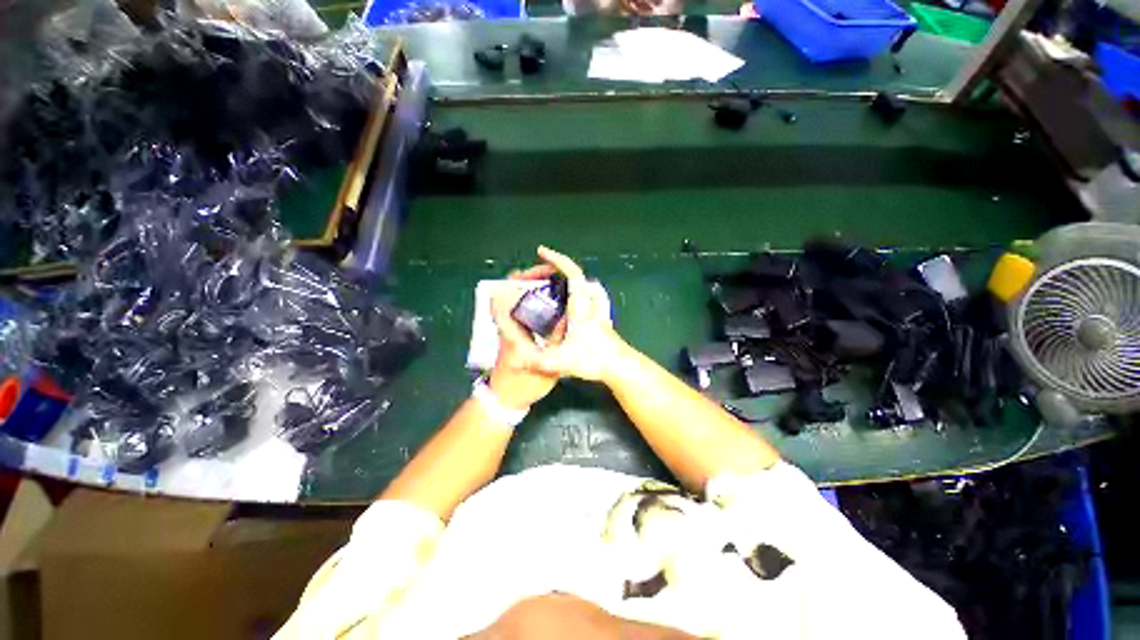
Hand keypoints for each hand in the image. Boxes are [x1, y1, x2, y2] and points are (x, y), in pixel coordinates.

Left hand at [487, 266, 563, 410]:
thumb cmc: (523, 385)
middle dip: (527, 278)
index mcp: (510, 332)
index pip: (501, 299)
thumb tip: (569, 316)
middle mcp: (507, 326)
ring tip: (553, 283)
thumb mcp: (545, 366)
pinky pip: (521, 309)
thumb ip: (556, 342)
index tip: (536, 274)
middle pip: (507, 293)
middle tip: (551, 273)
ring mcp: (509, 329)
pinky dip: (533, 299)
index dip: (514, 282)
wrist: (506, 400)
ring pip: (514, 299)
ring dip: (530, 287)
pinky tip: (551, 303)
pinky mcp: (514, 333)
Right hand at [499, 247, 628, 383]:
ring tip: (554, 282)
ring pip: (587, 285)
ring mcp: (598, 310)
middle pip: (578, 275)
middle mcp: (590, 304)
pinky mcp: (601, 318)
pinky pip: (590, 296)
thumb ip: (537, 362)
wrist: (621, 367)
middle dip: (558, 267)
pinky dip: (580, 292)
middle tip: (541, 272)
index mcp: (580, 308)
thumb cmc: (595, 361)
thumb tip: (517, 360)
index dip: (557, 259)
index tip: (542, 252)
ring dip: (571, 279)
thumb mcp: (560, 362)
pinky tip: (572, 303)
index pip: (572, 274)